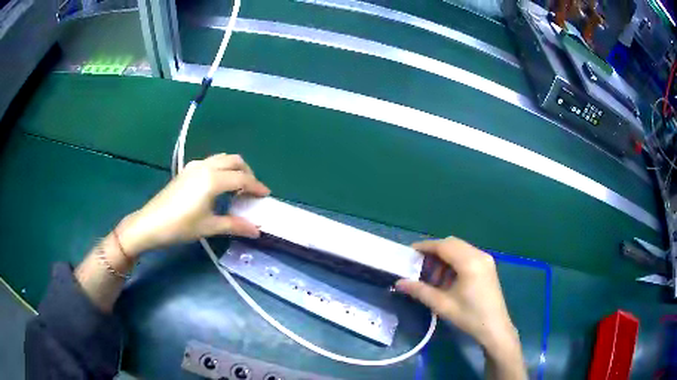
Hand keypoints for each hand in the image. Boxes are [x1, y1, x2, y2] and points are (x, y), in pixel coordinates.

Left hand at [116, 154, 269, 256]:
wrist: (150, 223)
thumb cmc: (180, 226)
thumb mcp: (209, 227)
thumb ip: (235, 225)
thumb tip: (257, 230)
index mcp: (213, 180)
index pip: (242, 178)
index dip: (257, 186)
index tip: (266, 195)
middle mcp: (206, 167)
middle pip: (234, 160)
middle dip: (248, 172)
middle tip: (252, 190)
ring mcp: (195, 166)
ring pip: (222, 158)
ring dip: (234, 168)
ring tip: (237, 187)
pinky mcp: (187, 170)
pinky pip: (211, 162)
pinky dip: (222, 168)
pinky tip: (218, 186)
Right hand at [396, 237, 521, 358]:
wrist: (495, 327)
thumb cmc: (469, 317)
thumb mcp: (442, 305)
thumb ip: (420, 291)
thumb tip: (399, 283)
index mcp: (469, 262)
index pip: (444, 246)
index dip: (425, 246)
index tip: (410, 252)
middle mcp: (479, 255)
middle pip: (452, 243)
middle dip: (434, 252)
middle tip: (420, 265)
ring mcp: (486, 259)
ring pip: (460, 248)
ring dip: (444, 257)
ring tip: (434, 277)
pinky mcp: (488, 265)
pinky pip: (467, 255)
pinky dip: (454, 261)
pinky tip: (448, 279)